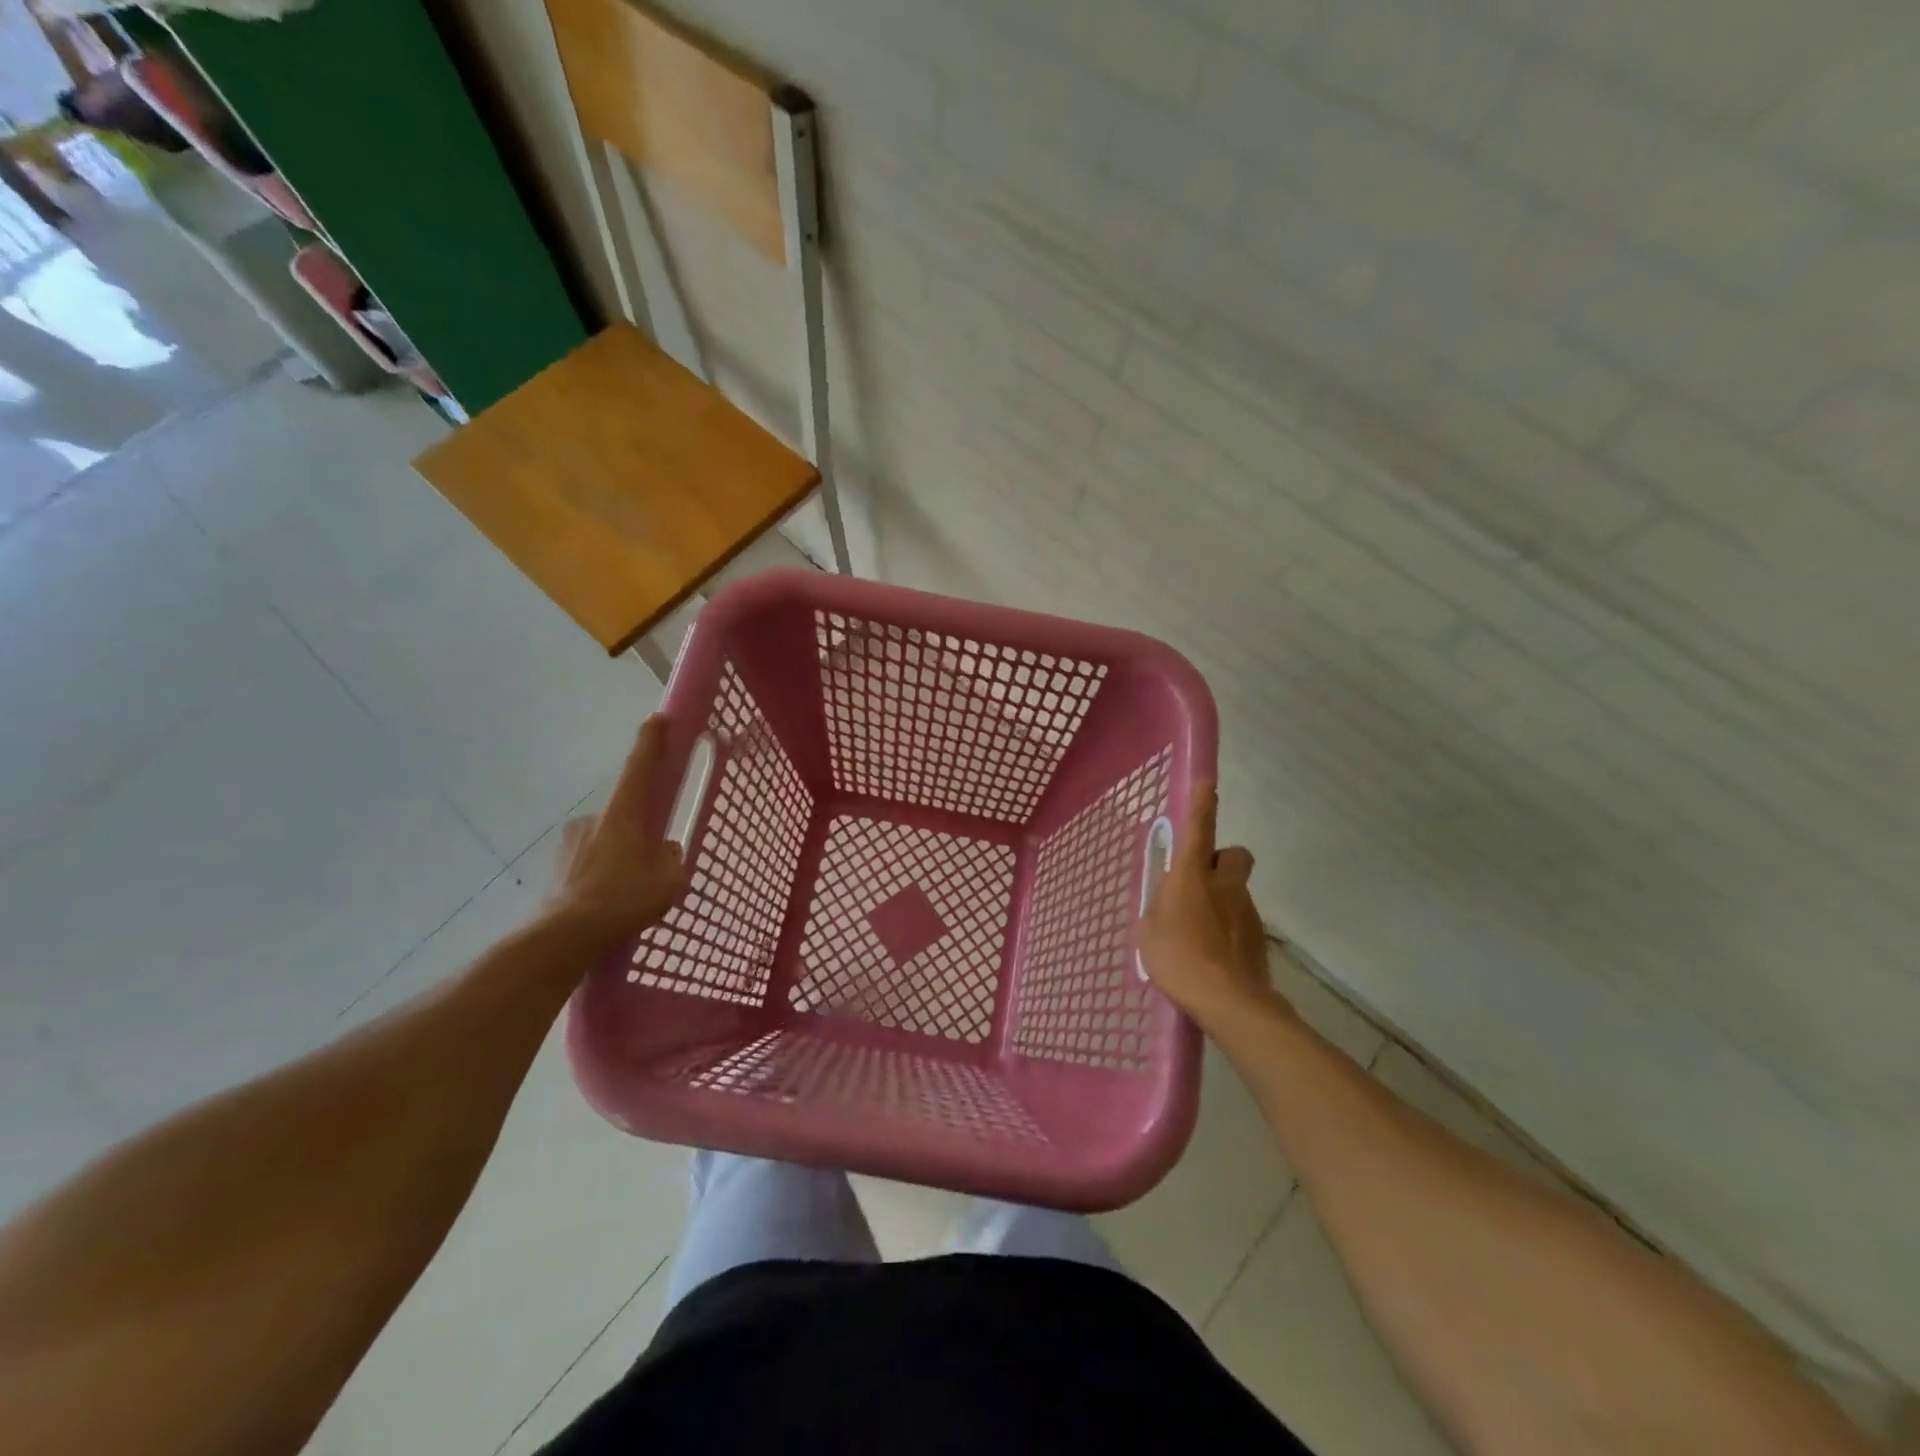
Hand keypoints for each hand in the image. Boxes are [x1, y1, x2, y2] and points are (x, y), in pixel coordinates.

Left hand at [544, 716, 683, 943]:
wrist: (563, 937)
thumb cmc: (622, 900)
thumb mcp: (668, 879)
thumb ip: (671, 856)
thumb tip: (664, 849)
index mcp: (623, 814)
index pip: (639, 767)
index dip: (651, 741)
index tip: (658, 718)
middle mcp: (594, 818)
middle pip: (626, 811)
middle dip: (641, 827)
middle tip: (653, 857)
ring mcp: (570, 841)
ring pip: (607, 838)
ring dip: (621, 853)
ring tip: (630, 889)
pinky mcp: (557, 865)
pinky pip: (590, 859)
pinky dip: (603, 871)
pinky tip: (610, 899)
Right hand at [1138, 782, 1286, 1031]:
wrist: (1228, 1000)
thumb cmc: (1177, 958)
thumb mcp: (1149, 931)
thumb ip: (1158, 908)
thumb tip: (1166, 901)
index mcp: (1192, 875)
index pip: (1199, 828)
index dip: (1202, 803)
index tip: (1207, 783)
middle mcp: (1224, 884)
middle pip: (1233, 854)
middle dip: (1221, 860)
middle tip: (1200, 880)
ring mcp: (1245, 909)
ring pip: (1237, 889)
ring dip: (1222, 897)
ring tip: (1199, 930)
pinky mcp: (1258, 936)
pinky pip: (1241, 919)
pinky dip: (1229, 927)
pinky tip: (1214, 953)